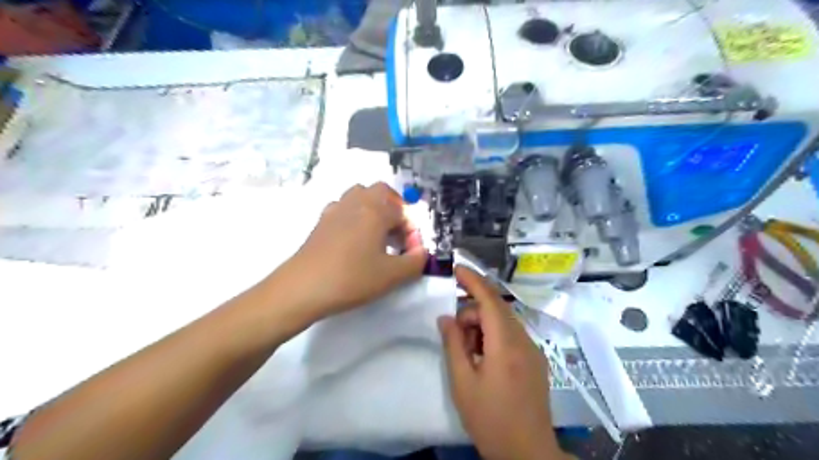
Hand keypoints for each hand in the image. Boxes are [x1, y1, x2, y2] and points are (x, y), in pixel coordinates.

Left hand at [277, 182, 428, 318]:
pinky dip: (354, 215)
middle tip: (398, 231)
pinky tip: (354, 238)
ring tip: (378, 233)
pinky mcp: (321, 221)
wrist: (302, 288)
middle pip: (381, 191)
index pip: (403, 212)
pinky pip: (343, 207)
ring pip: (360, 195)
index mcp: (375, 211)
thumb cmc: (351, 278)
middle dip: (395, 207)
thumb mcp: (392, 275)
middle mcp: (356, 203)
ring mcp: (335, 210)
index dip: (412, 231)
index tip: (412, 252)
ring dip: (374, 208)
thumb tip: (421, 252)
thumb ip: (415, 262)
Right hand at [438, 267, 567, 459]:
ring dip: (482, 327)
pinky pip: (512, 335)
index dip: (473, 280)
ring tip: (469, 353)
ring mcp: (533, 350)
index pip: (490, 300)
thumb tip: (446, 318)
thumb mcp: (463, 383)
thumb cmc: (490, 419)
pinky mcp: (536, 360)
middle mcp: (524, 341)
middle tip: (455, 337)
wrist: (528, 453)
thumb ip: (453, 345)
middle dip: (472, 313)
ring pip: (504, 322)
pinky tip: (484, 359)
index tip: (457, 268)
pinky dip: (494, 336)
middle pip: (496, 310)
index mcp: (505, 345)